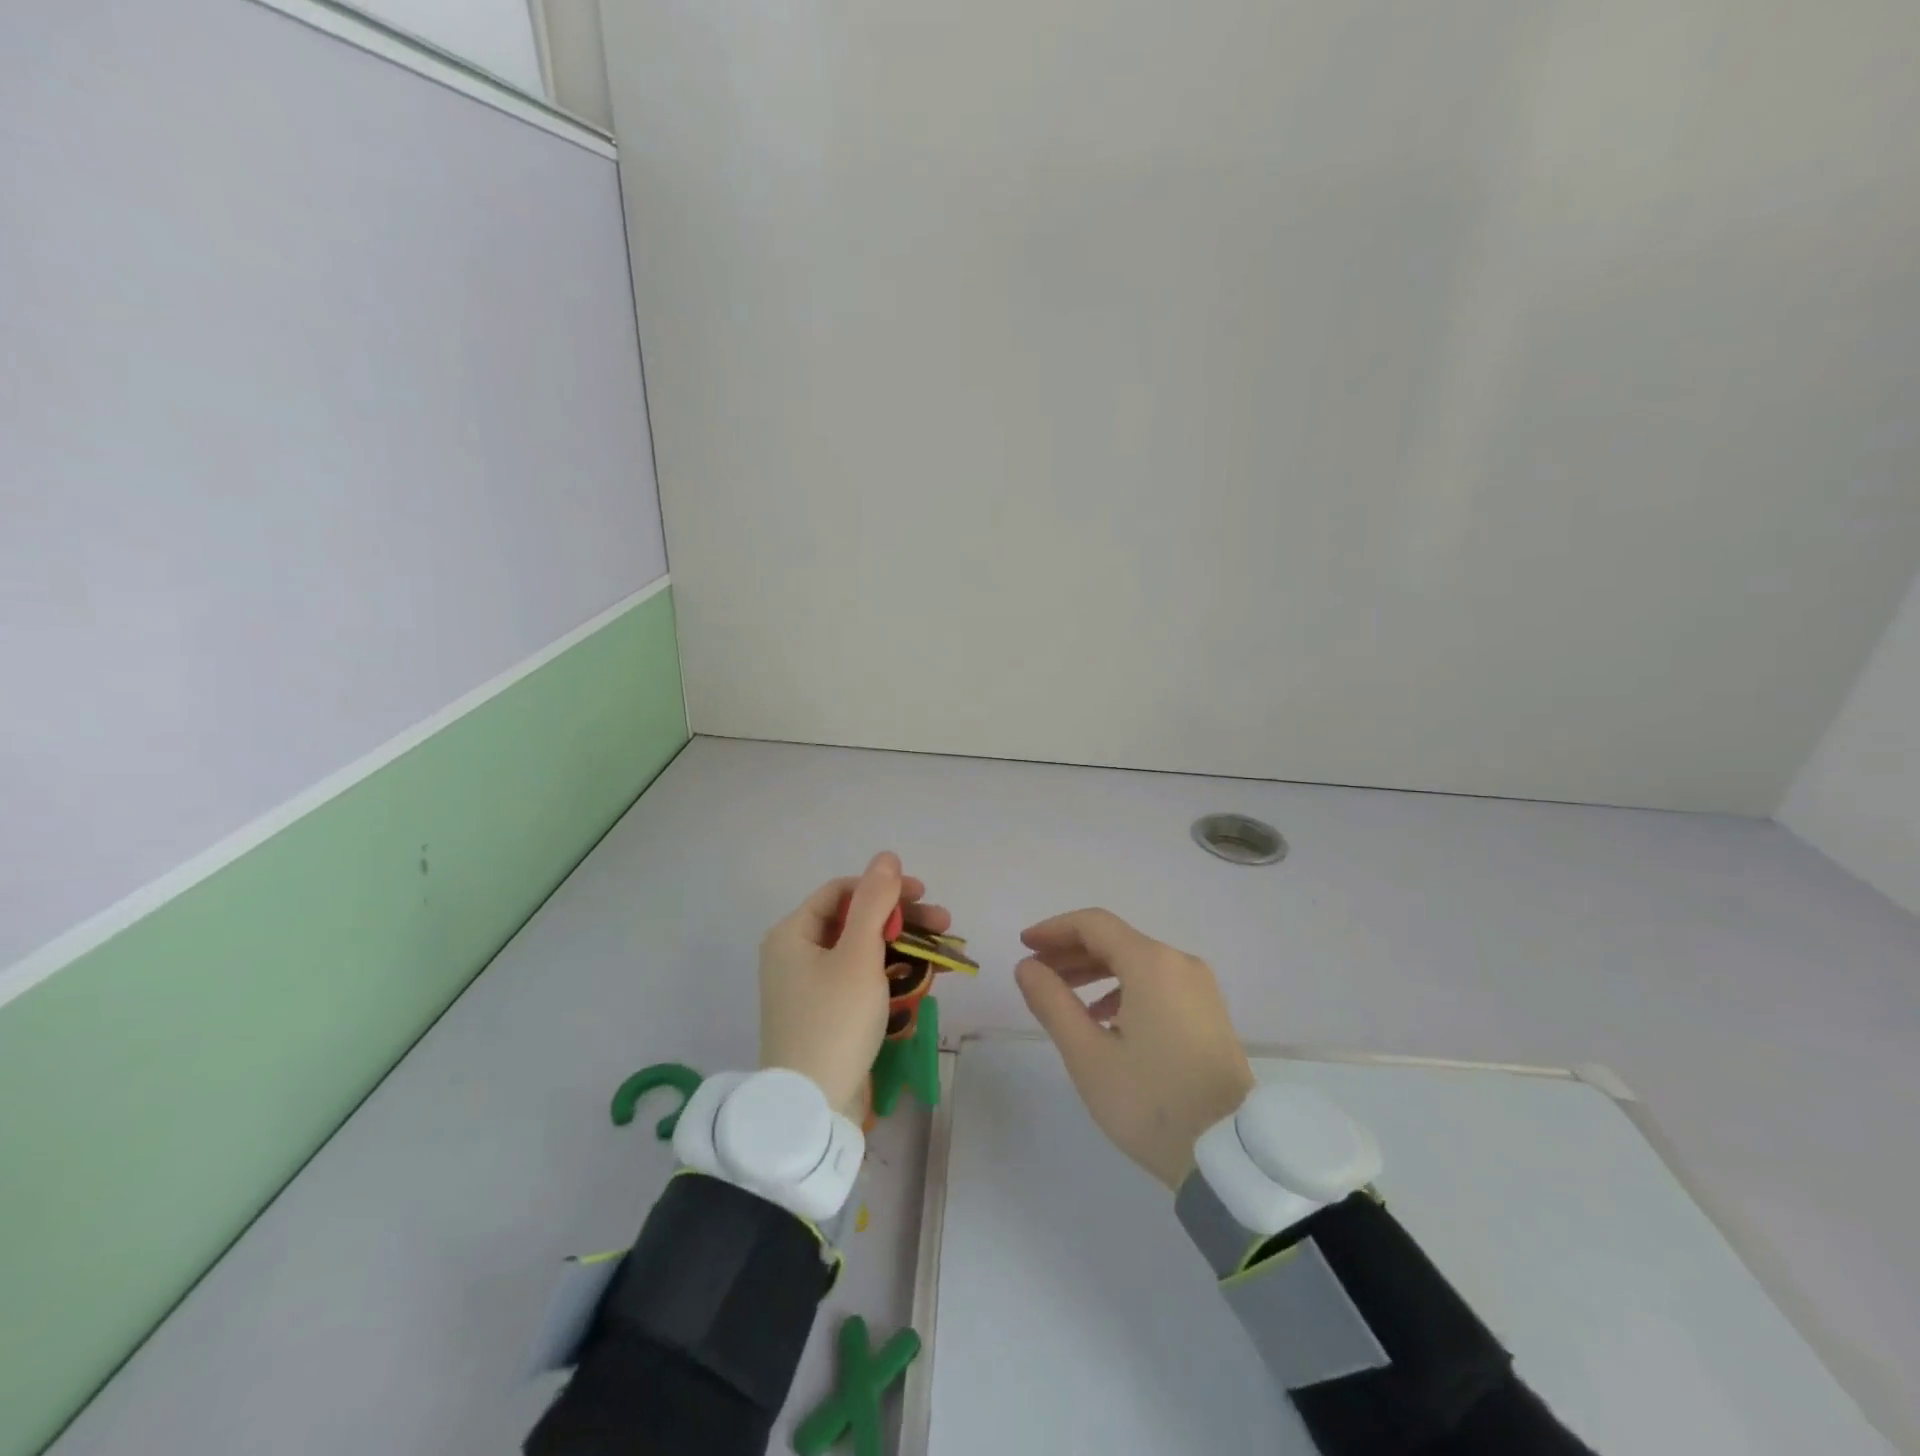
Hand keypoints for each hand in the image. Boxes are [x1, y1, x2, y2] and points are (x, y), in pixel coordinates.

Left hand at [759, 852, 951, 1118]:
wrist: (811, 1110)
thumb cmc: (833, 1022)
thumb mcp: (858, 956)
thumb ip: (874, 902)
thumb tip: (886, 856)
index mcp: (792, 934)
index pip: (842, 892)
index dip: (884, 888)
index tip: (923, 895)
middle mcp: (795, 955)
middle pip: (854, 920)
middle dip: (900, 918)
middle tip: (943, 924)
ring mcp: (808, 988)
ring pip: (861, 951)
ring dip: (901, 946)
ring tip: (942, 952)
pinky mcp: (824, 1014)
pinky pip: (858, 980)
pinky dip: (888, 975)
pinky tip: (921, 978)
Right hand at [1015, 908, 1253, 1188]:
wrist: (1230, 1156)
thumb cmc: (1151, 1101)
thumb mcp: (1088, 1054)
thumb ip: (1052, 1002)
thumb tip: (1026, 967)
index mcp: (1151, 963)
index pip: (1093, 924)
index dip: (1054, 930)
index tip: (1024, 946)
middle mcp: (1179, 963)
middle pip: (1115, 940)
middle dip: (1070, 952)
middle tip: (1035, 974)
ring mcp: (1199, 987)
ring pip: (1136, 962)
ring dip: (1095, 972)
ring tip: (1062, 997)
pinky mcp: (1208, 1012)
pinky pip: (1156, 982)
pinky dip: (1122, 988)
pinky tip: (1103, 1018)